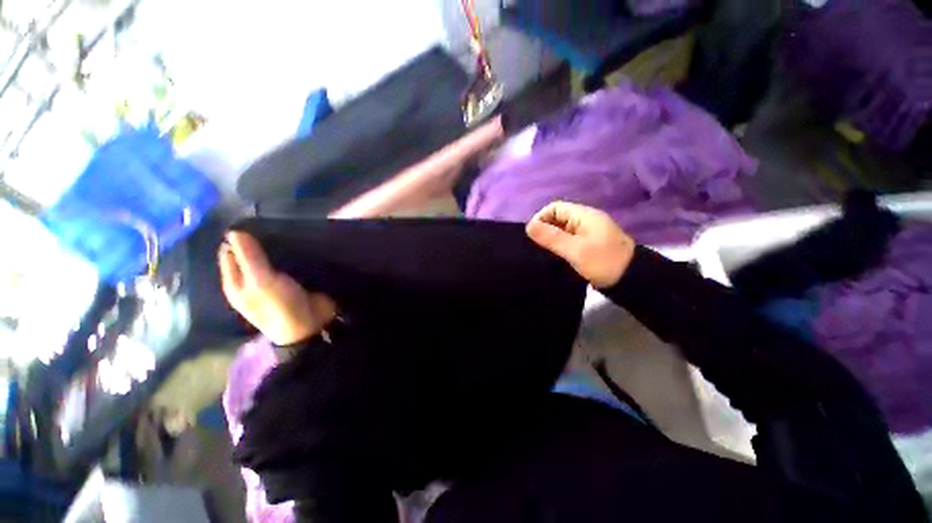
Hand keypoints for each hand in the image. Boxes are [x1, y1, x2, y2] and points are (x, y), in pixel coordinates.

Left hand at [219, 231, 336, 345]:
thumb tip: (234, 230)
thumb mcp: (262, 281)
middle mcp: (250, 280)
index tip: (256, 223)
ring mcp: (272, 281)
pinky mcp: (291, 281)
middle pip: (249, 254)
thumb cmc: (280, 306)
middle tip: (274, 225)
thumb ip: (249, 257)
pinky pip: (287, 262)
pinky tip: (298, 244)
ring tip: (287, 230)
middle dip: (259, 241)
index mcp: (235, 282)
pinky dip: (290, 254)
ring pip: (269, 257)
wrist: (311, 326)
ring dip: (276, 247)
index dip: (239, 238)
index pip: (229, 252)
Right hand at [526, 202, 635, 287]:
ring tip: (542, 252)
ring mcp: (588, 232)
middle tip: (536, 247)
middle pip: (557, 218)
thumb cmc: (603, 262)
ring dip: (551, 239)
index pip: (554, 207)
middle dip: (544, 230)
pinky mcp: (589, 244)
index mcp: (584, 215)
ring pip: (562, 230)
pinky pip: (569, 239)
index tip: (532, 236)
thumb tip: (528, 226)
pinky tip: (554, 256)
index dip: (540, 218)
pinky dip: (559, 245)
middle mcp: (585, 220)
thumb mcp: (575, 250)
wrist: (632, 280)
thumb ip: (551, 237)